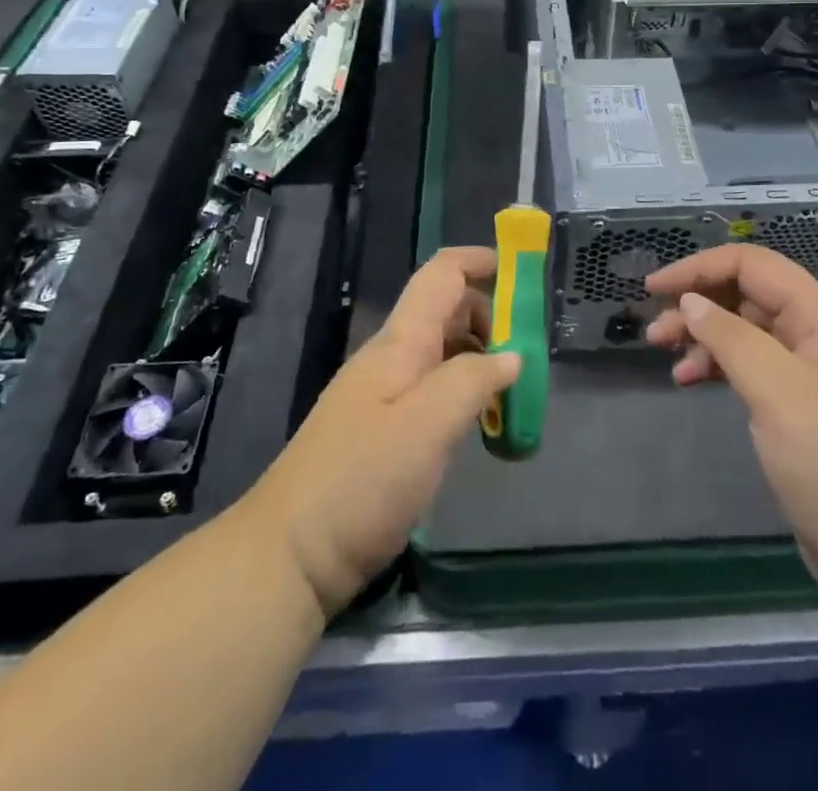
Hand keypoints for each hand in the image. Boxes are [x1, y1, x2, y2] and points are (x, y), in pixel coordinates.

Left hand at [242, 247, 519, 618]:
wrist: (288, 555)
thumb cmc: (361, 481)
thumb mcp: (427, 426)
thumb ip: (473, 380)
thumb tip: (512, 354)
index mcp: (401, 342)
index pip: (442, 274)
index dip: (480, 261)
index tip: (523, 274)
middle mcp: (392, 357)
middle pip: (447, 310)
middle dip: (492, 318)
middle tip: (529, 356)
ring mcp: (384, 394)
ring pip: (442, 352)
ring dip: (481, 359)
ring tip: (514, 394)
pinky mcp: (382, 430)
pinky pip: (433, 390)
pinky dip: (464, 392)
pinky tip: (480, 424)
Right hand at [644, 245, 817, 610]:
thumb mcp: (780, 393)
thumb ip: (732, 339)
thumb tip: (690, 302)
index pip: (753, 266)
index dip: (701, 267)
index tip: (655, 287)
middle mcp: (815, 339)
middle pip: (746, 296)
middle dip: (697, 304)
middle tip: (655, 332)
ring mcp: (807, 377)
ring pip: (744, 333)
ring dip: (703, 337)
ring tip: (667, 358)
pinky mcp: (796, 412)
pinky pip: (749, 370)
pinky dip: (717, 368)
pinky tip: (690, 382)